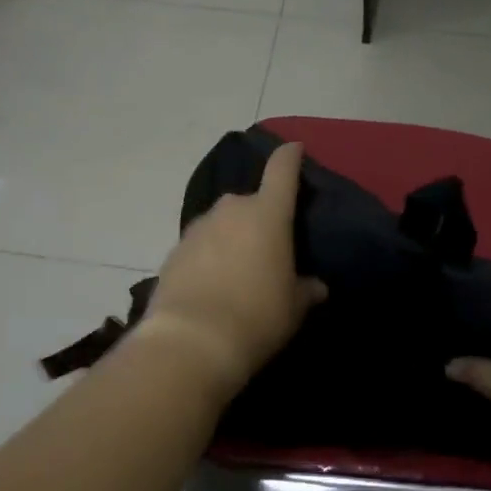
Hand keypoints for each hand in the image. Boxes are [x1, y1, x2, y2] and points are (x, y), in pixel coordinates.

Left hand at [139, 140, 327, 397]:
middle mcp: (231, 210)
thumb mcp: (294, 307)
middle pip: (250, 201)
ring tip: (238, 271)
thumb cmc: (257, 316)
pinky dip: (209, 257)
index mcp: (268, 213)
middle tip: (267, 246)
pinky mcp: (174, 251)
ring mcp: (198, 228)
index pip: (282, 169)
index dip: (290, 156)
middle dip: (259, 217)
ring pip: (222, 224)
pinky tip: (212, 285)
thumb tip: (316, 286)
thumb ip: (306, 290)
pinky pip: (200, 246)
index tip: (294, 148)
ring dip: (231, 238)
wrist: (191, 342)